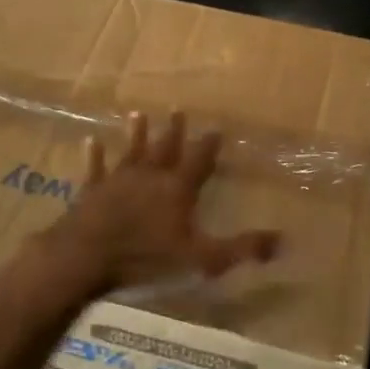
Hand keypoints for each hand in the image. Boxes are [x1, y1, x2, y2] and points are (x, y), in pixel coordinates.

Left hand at [34, 111, 279, 301]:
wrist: (86, 257)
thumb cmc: (146, 258)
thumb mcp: (201, 259)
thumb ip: (241, 249)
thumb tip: (283, 239)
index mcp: (177, 189)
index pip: (198, 160)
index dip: (208, 145)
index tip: (216, 128)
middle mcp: (150, 176)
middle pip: (164, 148)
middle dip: (174, 130)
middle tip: (178, 109)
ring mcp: (117, 180)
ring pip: (131, 151)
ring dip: (136, 134)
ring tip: (139, 114)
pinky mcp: (91, 191)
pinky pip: (95, 168)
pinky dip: (95, 155)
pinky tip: (91, 141)